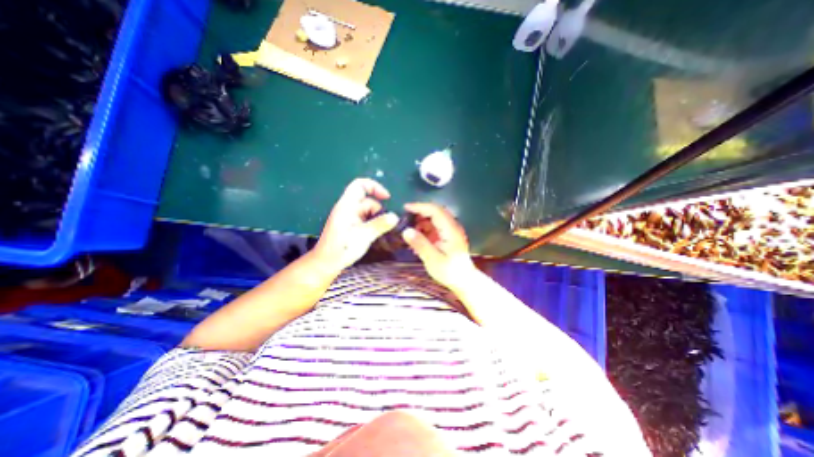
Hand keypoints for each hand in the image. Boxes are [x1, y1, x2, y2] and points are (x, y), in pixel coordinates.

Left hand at [312, 178, 398, 270]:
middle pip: (367, 201)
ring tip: (380, 233)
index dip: (374, 187)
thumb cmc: (342, 248)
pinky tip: (375, 235)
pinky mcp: (351, 225)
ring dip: (376, 220)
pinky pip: (365, 219)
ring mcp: (349, 217)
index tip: (387, 198)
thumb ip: (379, 224)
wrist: (326, 263)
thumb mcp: (364, 236)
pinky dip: (372, 224)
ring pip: (368, 212)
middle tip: (385, 226)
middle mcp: (348, 208)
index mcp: (347, 206)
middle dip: (379, 211)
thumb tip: (395, 217)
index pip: (360, 185)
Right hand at [399, 202, 477, 290]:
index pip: (435, 210)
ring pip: (434, 219)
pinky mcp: (447, 236)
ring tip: (409, 231)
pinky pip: (434, 227)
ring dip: (421, 222)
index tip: (405, 208)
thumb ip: (420, 244)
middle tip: (404, 218)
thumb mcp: (433, 259)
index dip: (420, 207)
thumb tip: (406, 231)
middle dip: (419, 213)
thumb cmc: (450, 271)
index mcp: (451, 229)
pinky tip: (416, 239)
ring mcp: (450, 231)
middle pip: (435, 212)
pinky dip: (424, 229)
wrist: (464, 280)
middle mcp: (452, 226)